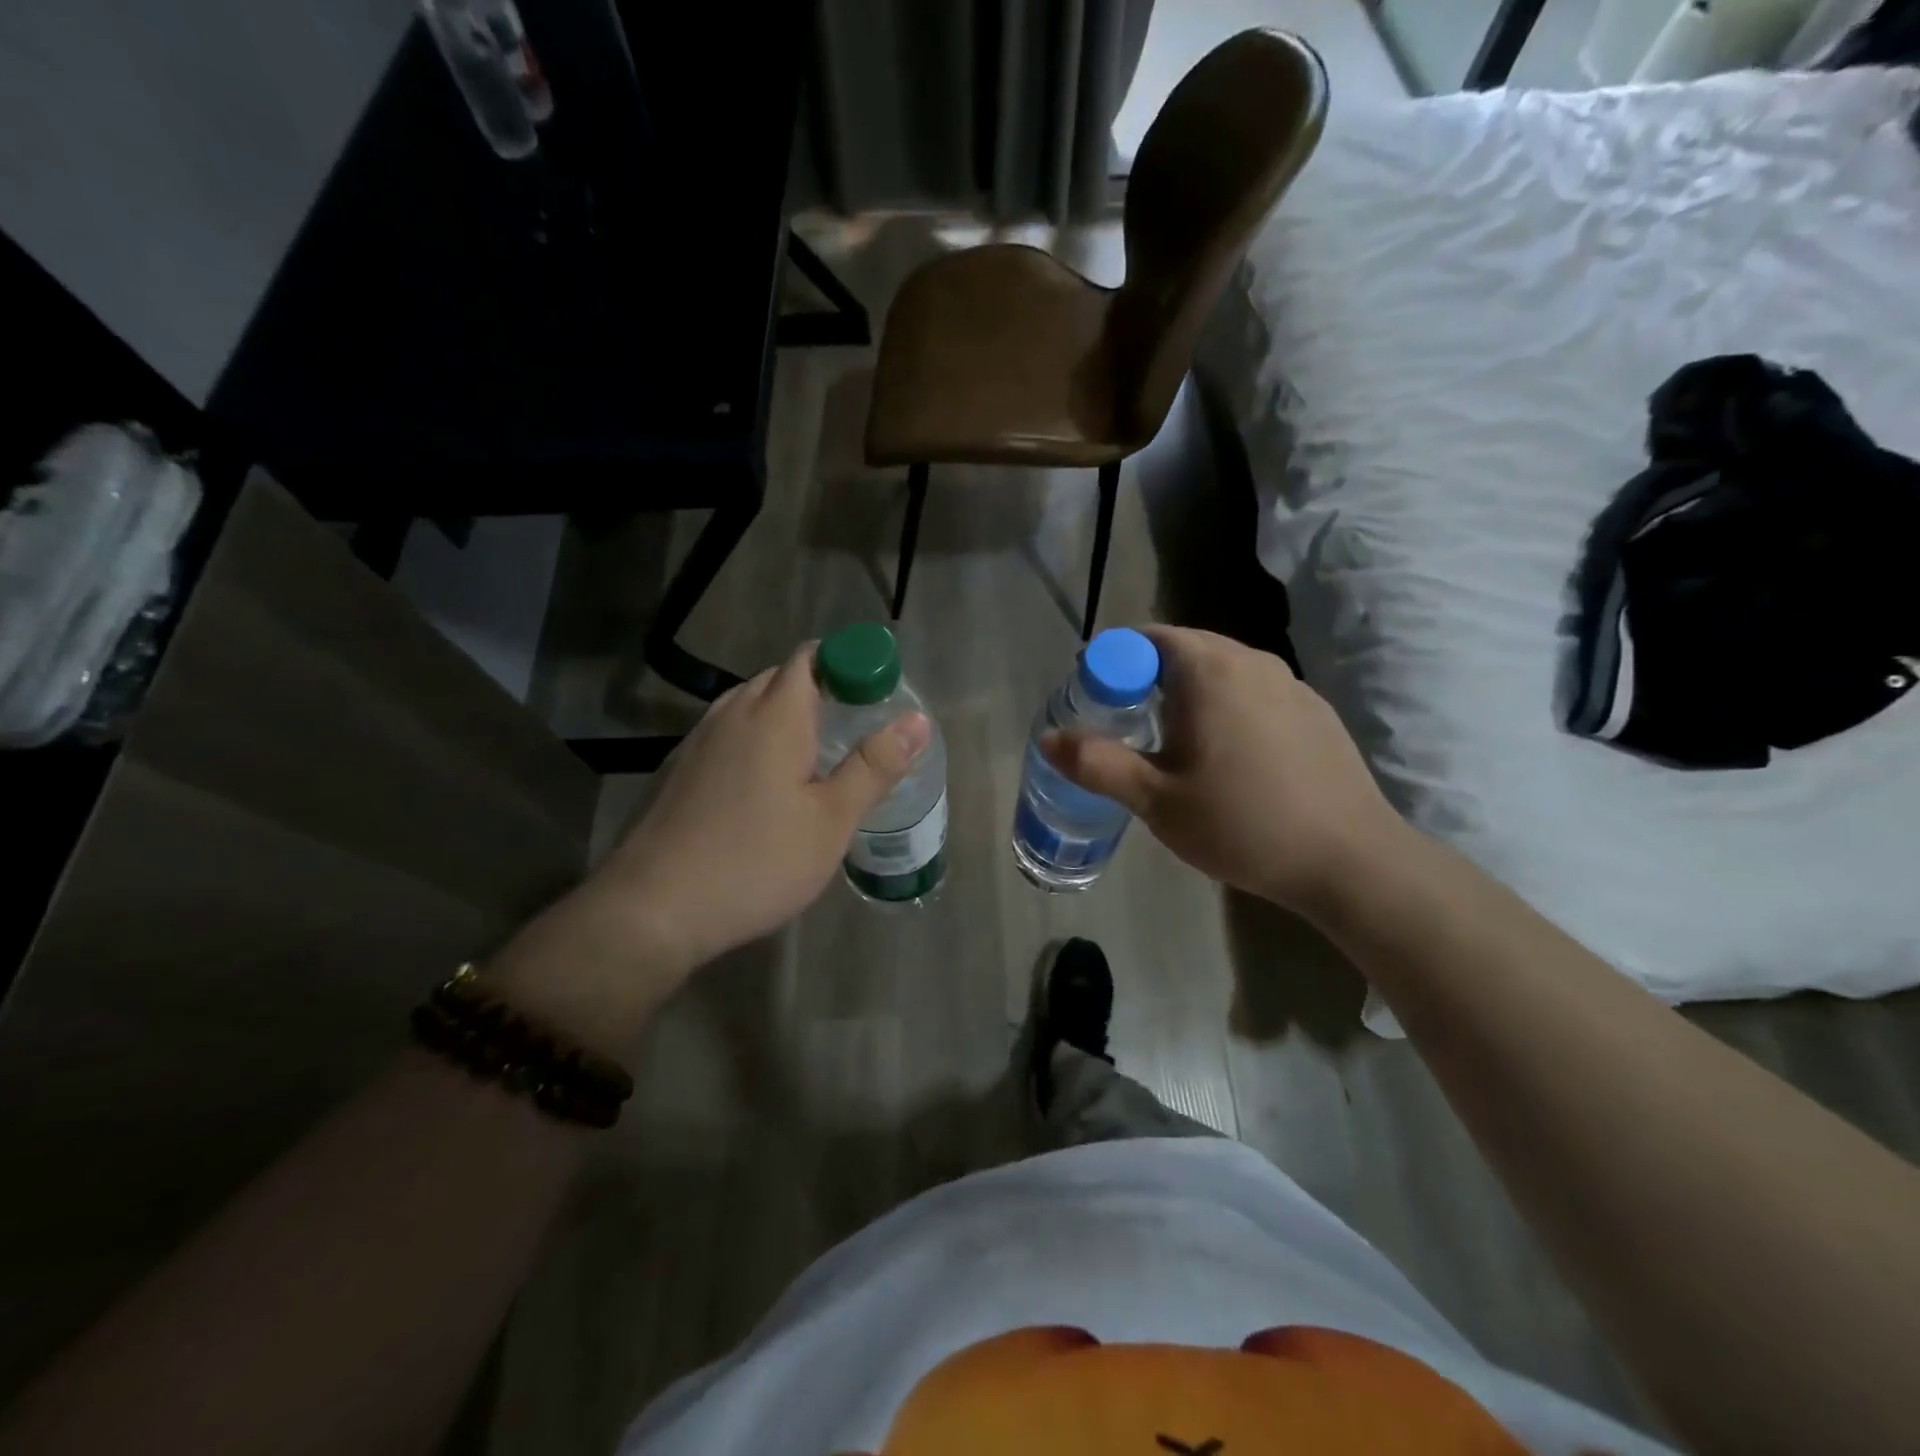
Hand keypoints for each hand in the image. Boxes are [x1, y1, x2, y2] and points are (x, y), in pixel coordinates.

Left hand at [492, 644, 928, 1044]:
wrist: (653, 909)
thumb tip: (917, 720)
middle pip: (780, 679)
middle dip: (821, 689)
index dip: (847, 662)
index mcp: (774, 716)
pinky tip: (765, 784)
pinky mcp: (678, 770)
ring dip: (785, 715)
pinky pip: (727, 733)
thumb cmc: (756, 862)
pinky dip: (755, 739)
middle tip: (855, 728)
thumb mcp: (831, 821)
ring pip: (749, 705)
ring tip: (815, 755)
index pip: (811, 658)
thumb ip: (874, 767)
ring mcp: (698, 741)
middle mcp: (732, 714)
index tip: (875, 692)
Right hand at [1043, 626, 1409, 920]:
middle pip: (1184, 648)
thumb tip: (1048, 738)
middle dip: (1145, 674)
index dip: (1111, 661)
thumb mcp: (1157, 800)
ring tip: (1170, 738)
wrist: (1351, 860)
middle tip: (1123, 719)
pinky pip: (1253, 690)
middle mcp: (1251, 661)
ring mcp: (1290, 684)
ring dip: (1187, 689)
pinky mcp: (1314, 710)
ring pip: (1222, 668)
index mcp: (1209, 671)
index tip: (1094, 696)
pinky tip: (1226, 754)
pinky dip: (1225, 704)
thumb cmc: (1243, 824)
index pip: (1146, 639)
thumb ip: (1098, 764)